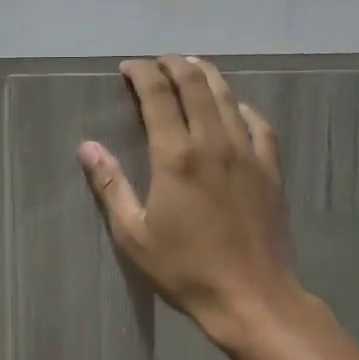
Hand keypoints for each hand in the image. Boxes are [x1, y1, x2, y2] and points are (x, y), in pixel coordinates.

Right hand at [78, 56, 299, 343]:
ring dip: (207, 76)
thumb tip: (87, 147)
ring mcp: (248, 155)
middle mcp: (214, 144)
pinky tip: (238, 108)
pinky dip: (244, 108)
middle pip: (196, 85)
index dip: (142, 74)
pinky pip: (259, 126)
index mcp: (176, 157)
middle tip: (157, 62)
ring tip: (192, 66)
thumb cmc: (184, 270)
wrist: (251, 297)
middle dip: (174, 65)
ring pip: (228, 98)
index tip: (129, 67)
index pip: (158, 96)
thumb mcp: (133, 235)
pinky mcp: (271, 171)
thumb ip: (110, 186)